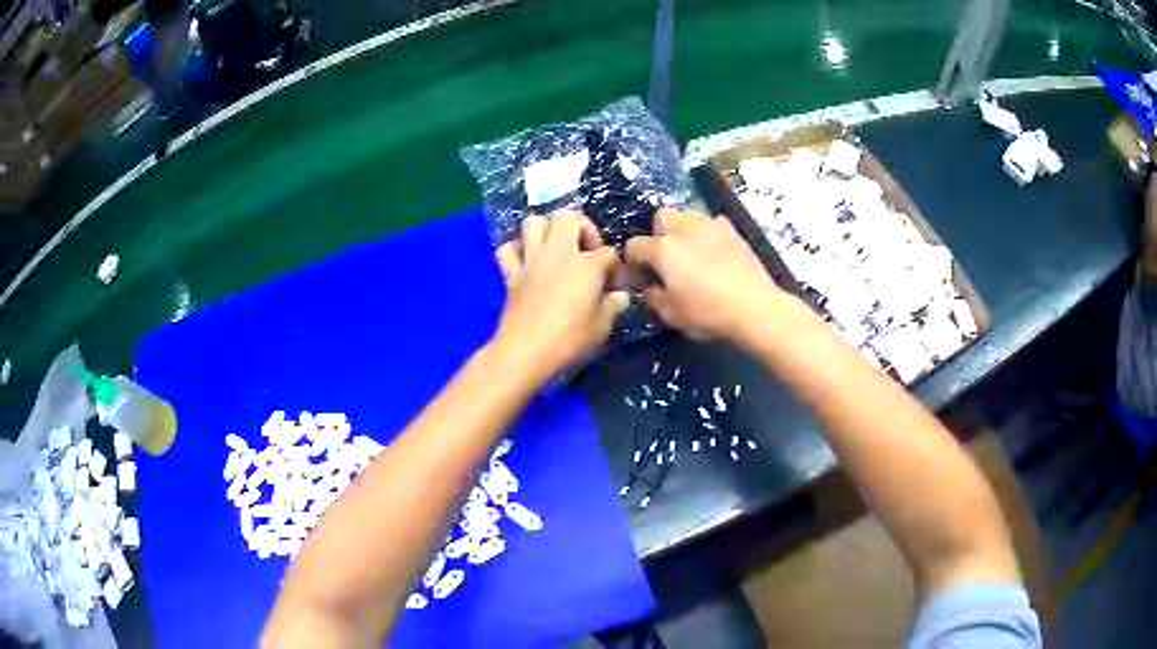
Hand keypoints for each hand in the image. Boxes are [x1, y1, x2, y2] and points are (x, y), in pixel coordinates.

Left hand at [492, 211, 628, 379]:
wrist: (525, 353)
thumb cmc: (568, 341)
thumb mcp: (601, 328)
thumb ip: (613, 307)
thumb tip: (620, 296)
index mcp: (586, 265)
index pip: (608, 252)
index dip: (615, 265)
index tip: (615, 284)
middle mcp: (558, 253)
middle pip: (568, 217)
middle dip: (581, 226)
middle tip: (586, 250)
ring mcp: (531, 261)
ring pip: (533, 222)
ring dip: (546, 230)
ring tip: (556, 249)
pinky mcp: (511, 274)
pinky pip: (508, 249)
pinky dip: (516, 250)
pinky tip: (527, 262)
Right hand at [625, 208, 807, 347]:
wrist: (756, 308)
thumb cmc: (708, 313)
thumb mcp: (672, 315)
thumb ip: (653, 298)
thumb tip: (648, 289)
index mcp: (663, 249)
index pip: (634, 246)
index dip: (631, 262)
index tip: (638, 278)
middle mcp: (684, 228)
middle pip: (661, 217)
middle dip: (657, 233)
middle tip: (664, 258)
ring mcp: (711, 225)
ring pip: (687, 214)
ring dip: (682, 228)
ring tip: (689, 251)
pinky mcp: (733, 231)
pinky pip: (712, 223)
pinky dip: (707, 233)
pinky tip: (713, 252)